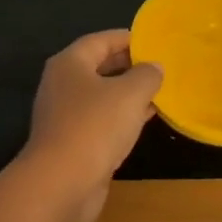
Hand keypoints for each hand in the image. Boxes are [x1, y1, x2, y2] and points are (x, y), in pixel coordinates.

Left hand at [12, 30, 161, 221]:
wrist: (61, 182)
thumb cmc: (94, 126)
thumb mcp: (130, 94)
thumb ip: (147, 75)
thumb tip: (155, 67)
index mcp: (70, 63)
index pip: (100, 40)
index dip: (128, 38)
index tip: (154, 41)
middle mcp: (62, 84)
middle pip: (99, 67)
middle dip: (129, 65)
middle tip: (160, 66)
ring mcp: (64, 115)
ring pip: (101, 95)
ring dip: (128, 93)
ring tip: (159, 91)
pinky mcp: (71, 141)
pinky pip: (101, 120)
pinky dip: (121, 116)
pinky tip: (144, 120)